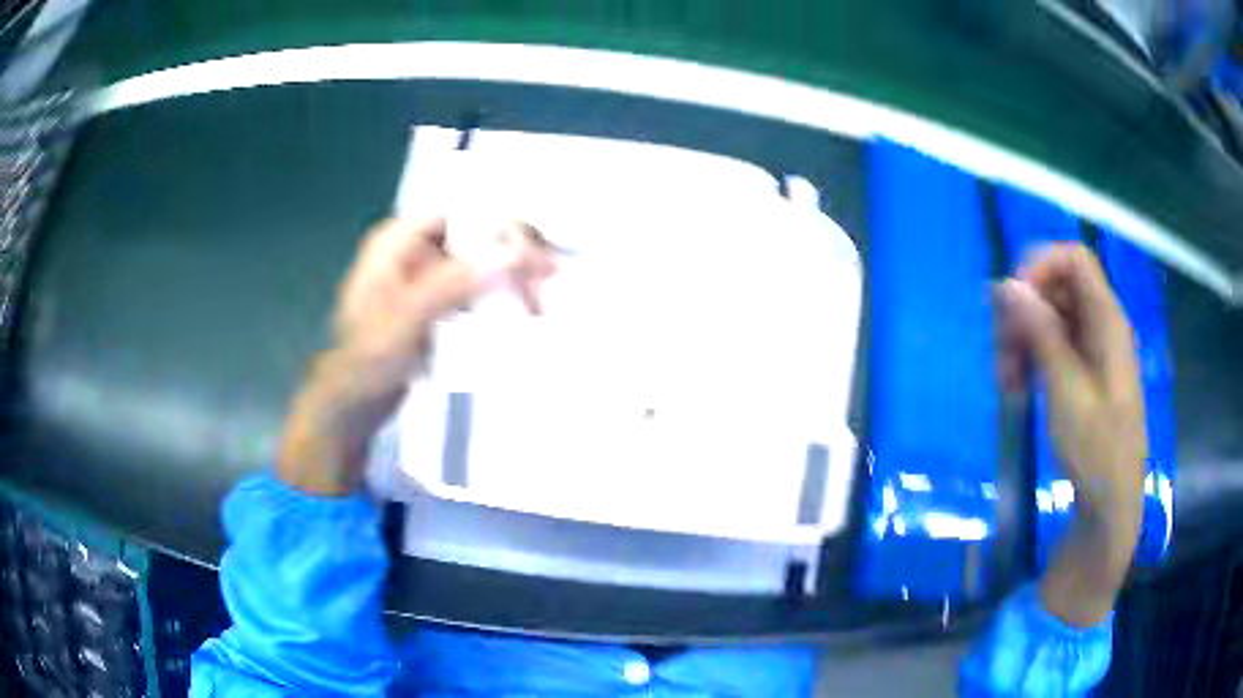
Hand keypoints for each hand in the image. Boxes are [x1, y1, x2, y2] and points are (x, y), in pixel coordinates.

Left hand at [277, 216, 555, 495]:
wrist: (353, 408)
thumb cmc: (368, 360)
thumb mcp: (407, 318)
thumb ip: (454, 282)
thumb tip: (512, 251)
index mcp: (398, 241)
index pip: (460, 213)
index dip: (500, 224)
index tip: (535, 253)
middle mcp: (413, 251)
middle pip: (474, 237)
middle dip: (512, 256)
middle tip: (548, 281)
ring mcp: (425, 280)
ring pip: (479, 265)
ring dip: (511, 279)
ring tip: (541, 305)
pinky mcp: (435, 307)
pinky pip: (474, 292)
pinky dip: (498, 300)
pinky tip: (521, 315)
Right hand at [998, 243, 1145, 626]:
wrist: (1110, 505)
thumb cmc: (1096, 449)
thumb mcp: (1066, 391)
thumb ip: (1041, 333)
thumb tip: (1008, 284)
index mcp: (1107, 321)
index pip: (1074, 260)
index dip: (1041, 265)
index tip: (1011, 300)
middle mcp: (1101, 326)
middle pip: (1058, 289)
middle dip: (1024, 312)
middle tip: (1000, 354)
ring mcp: (1093, 351)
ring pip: (1051, 320)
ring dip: (1023, 341)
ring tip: (1005, 383)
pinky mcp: (1084, 375)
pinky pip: (1054, 348)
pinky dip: (1032, 361)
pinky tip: (1017, 391)